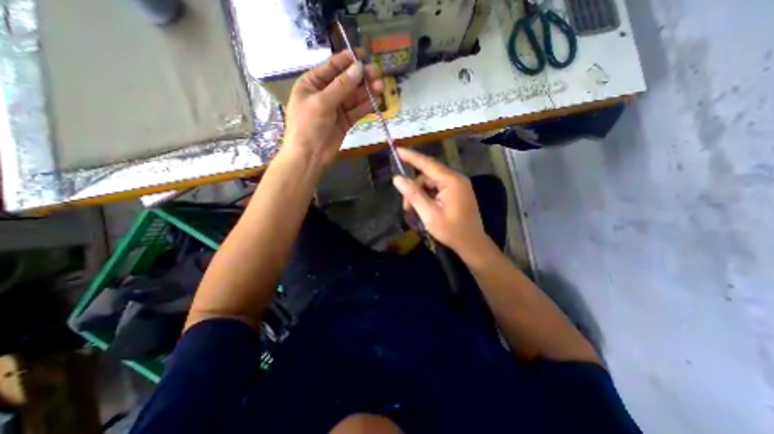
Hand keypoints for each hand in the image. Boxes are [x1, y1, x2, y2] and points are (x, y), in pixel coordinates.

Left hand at [283, 50, 381, 165]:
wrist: (309, 157)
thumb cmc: (308, 126)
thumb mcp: (321, 102)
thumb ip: (341, 86)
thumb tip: (359, 68)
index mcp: (312, 83)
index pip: (332, 67)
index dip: (348, 60)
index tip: (364, 55)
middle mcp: (325, 93)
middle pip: (347, 82)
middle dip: (361, 77)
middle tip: (378, 74)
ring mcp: (336, 109)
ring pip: (354, 97)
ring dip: (367, 92)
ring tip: (381, 87)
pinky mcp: (345, 122)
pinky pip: (357, 111)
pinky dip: (366, 107)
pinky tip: (377, 102)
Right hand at [393, 147, 488, 257]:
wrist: (472, 244)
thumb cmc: (451, 231)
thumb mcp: (429, 214)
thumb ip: (413, 195)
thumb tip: (397, 178)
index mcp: (451, 182)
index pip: (428, 164)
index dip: (411, 156)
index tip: (397, 149)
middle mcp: (456, 179)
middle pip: (428, 176)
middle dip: (414, 188)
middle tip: (406, 207)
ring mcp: (457, 186)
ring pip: (431, 183)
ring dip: (420, 195)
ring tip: (414, 211)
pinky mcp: (457, 193)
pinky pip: (437, 189)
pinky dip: (428, 197)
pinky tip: (424, 209)